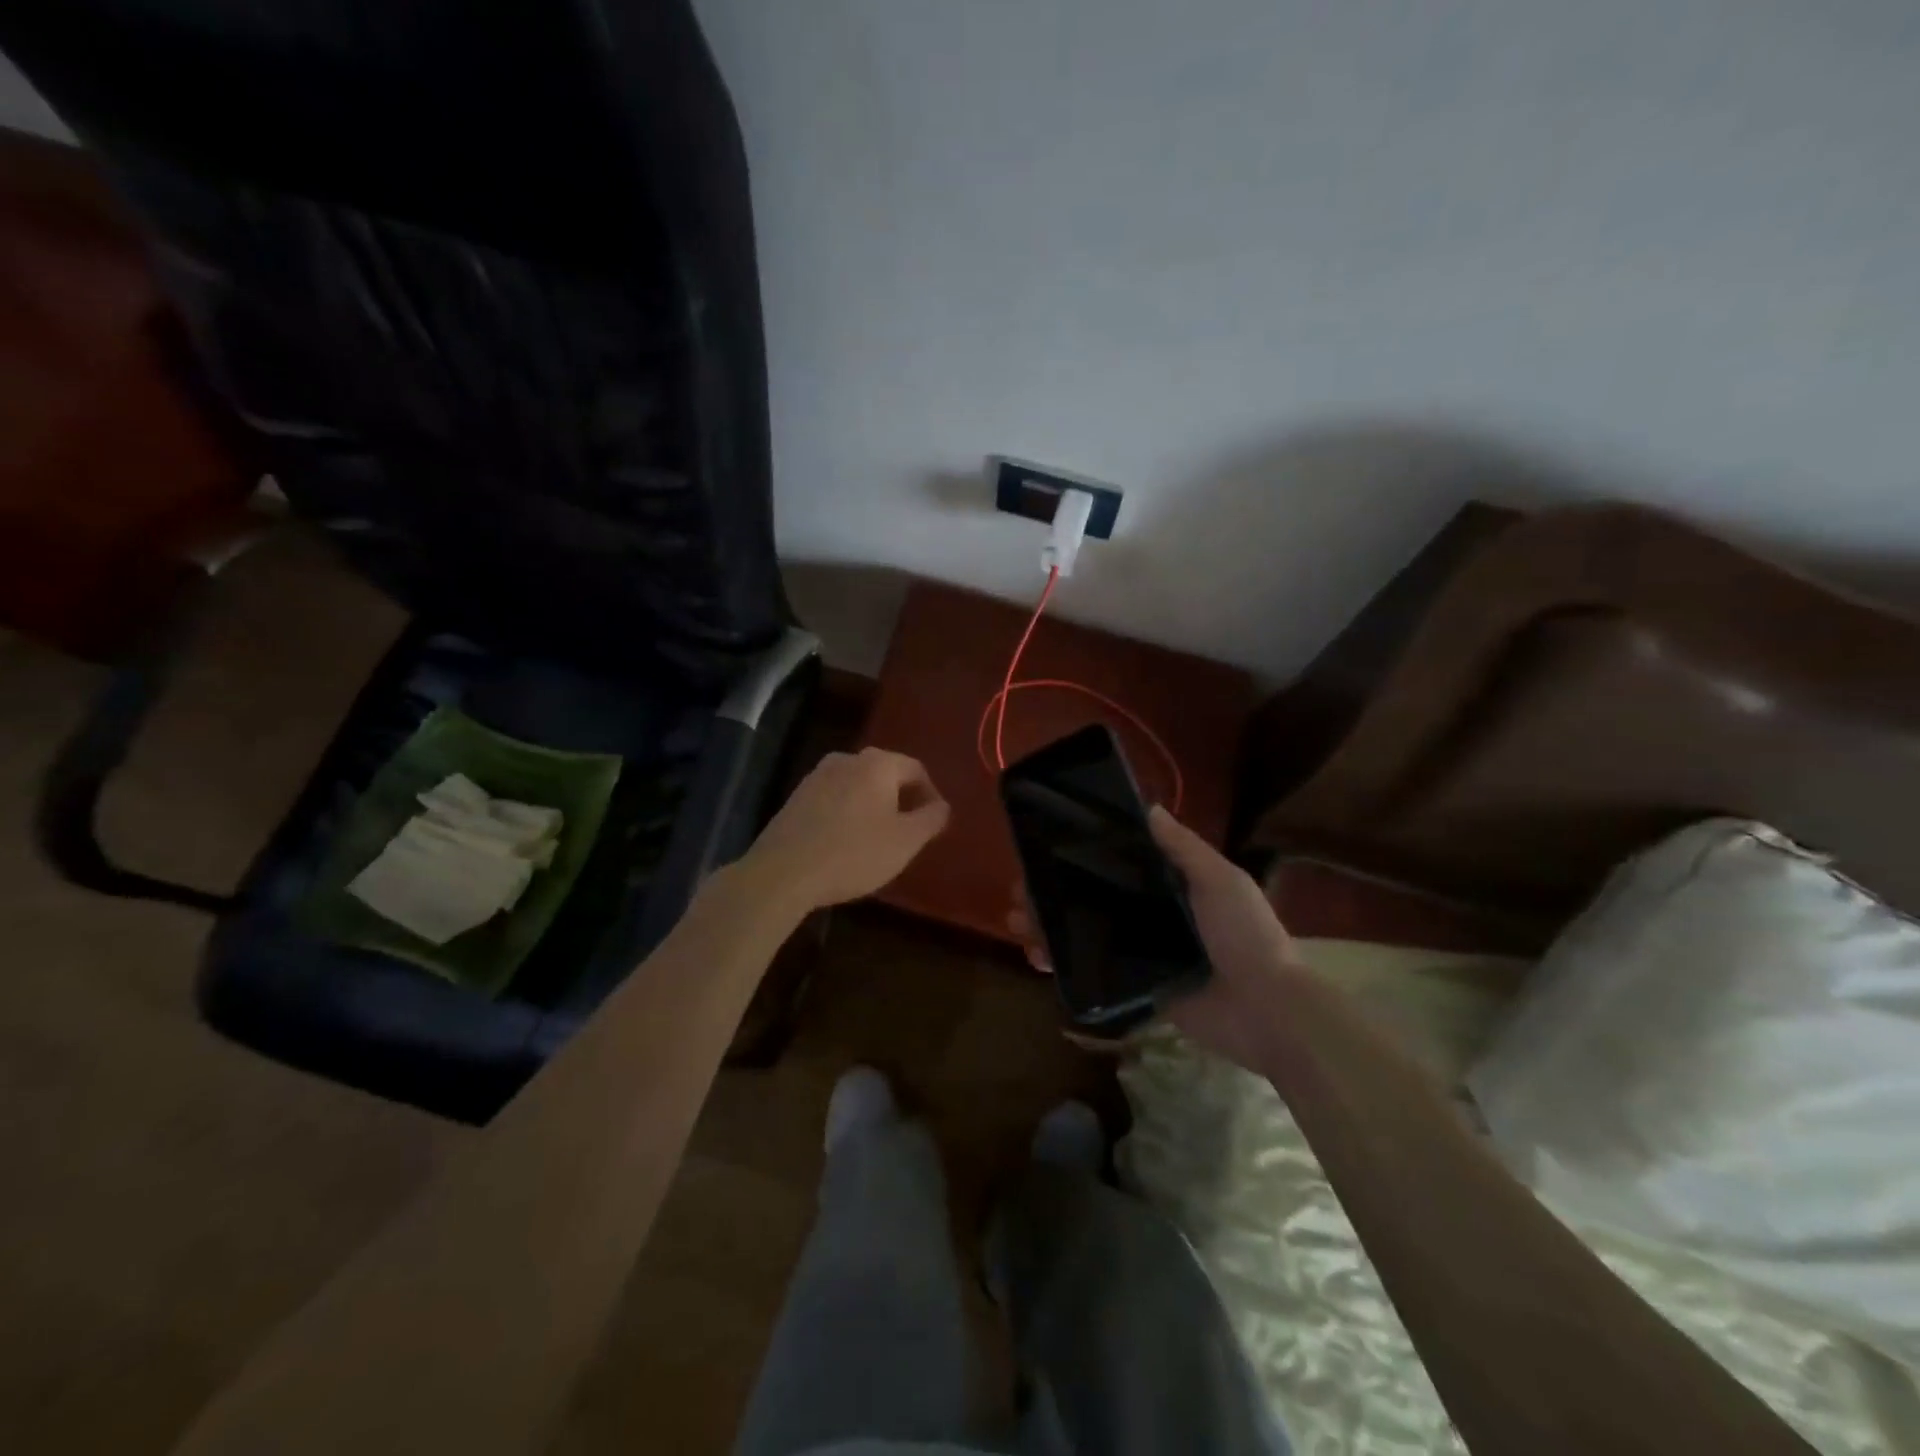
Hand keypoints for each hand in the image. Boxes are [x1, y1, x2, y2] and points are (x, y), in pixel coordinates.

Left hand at [742, 748, 950, 913]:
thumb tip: (942, 806)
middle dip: (901, 800)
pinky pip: (834, 799)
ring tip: (877, 840)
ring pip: (857, 786)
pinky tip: (845, 843)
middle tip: (908, 832)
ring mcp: (816, 776)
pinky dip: (847, 814)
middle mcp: (846, 759)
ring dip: (872, 807)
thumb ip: (931, 819)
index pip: (916, 769)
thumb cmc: (854, 853)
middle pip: (885, 774)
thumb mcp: (906, 841)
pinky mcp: (796, 797)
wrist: (783, 873)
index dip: (931, 795)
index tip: (933, 823)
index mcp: (877, 763)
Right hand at [1007, 805, 1307, 1071]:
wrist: (1267, 1010)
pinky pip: (1093, 972)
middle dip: (1052, 894)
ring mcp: (1142, 953)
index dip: (1078, 857)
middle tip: (1019, 895)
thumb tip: (1148, 807)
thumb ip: (1183, 848)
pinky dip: (1063, 965)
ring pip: (1085, 933)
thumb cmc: (1245, 935)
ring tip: (1017, 925)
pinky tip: (1037, 958)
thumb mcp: (1219, 880)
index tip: (1042, 851)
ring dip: (1048, 927)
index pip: (1115, 865)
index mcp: (1171, 886)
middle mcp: (1152, 915)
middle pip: (1091, 898)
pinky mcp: (1137, 987)